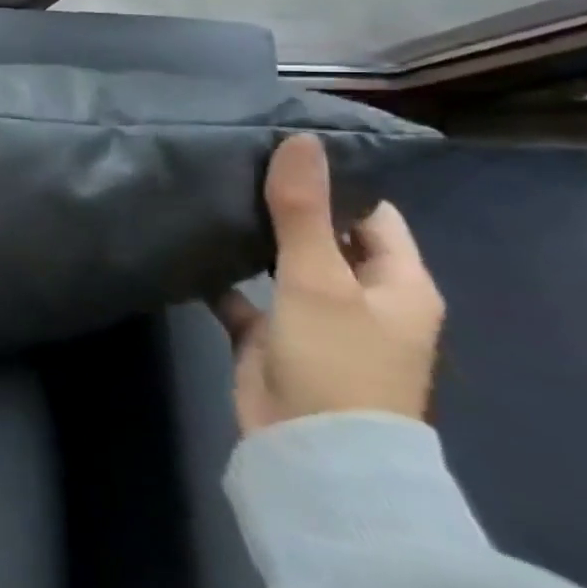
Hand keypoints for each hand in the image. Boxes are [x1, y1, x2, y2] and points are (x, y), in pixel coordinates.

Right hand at [214, 133, 444, 436]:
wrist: (310, 447)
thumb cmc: (334, 358)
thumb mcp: (318, 277)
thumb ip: (302, 210)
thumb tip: (300, 141)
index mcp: (398, 284)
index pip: (373, 216)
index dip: (335, 183)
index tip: (280, 150)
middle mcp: (362, 299)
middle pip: (325, 238)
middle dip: (285, 207)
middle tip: (233, 166)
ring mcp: (314, 320)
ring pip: (281, 266)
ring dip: (251, 240)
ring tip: (206, 197)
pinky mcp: (270, 339)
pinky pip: (243, 297)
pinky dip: (220, 277)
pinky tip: (188, 250)